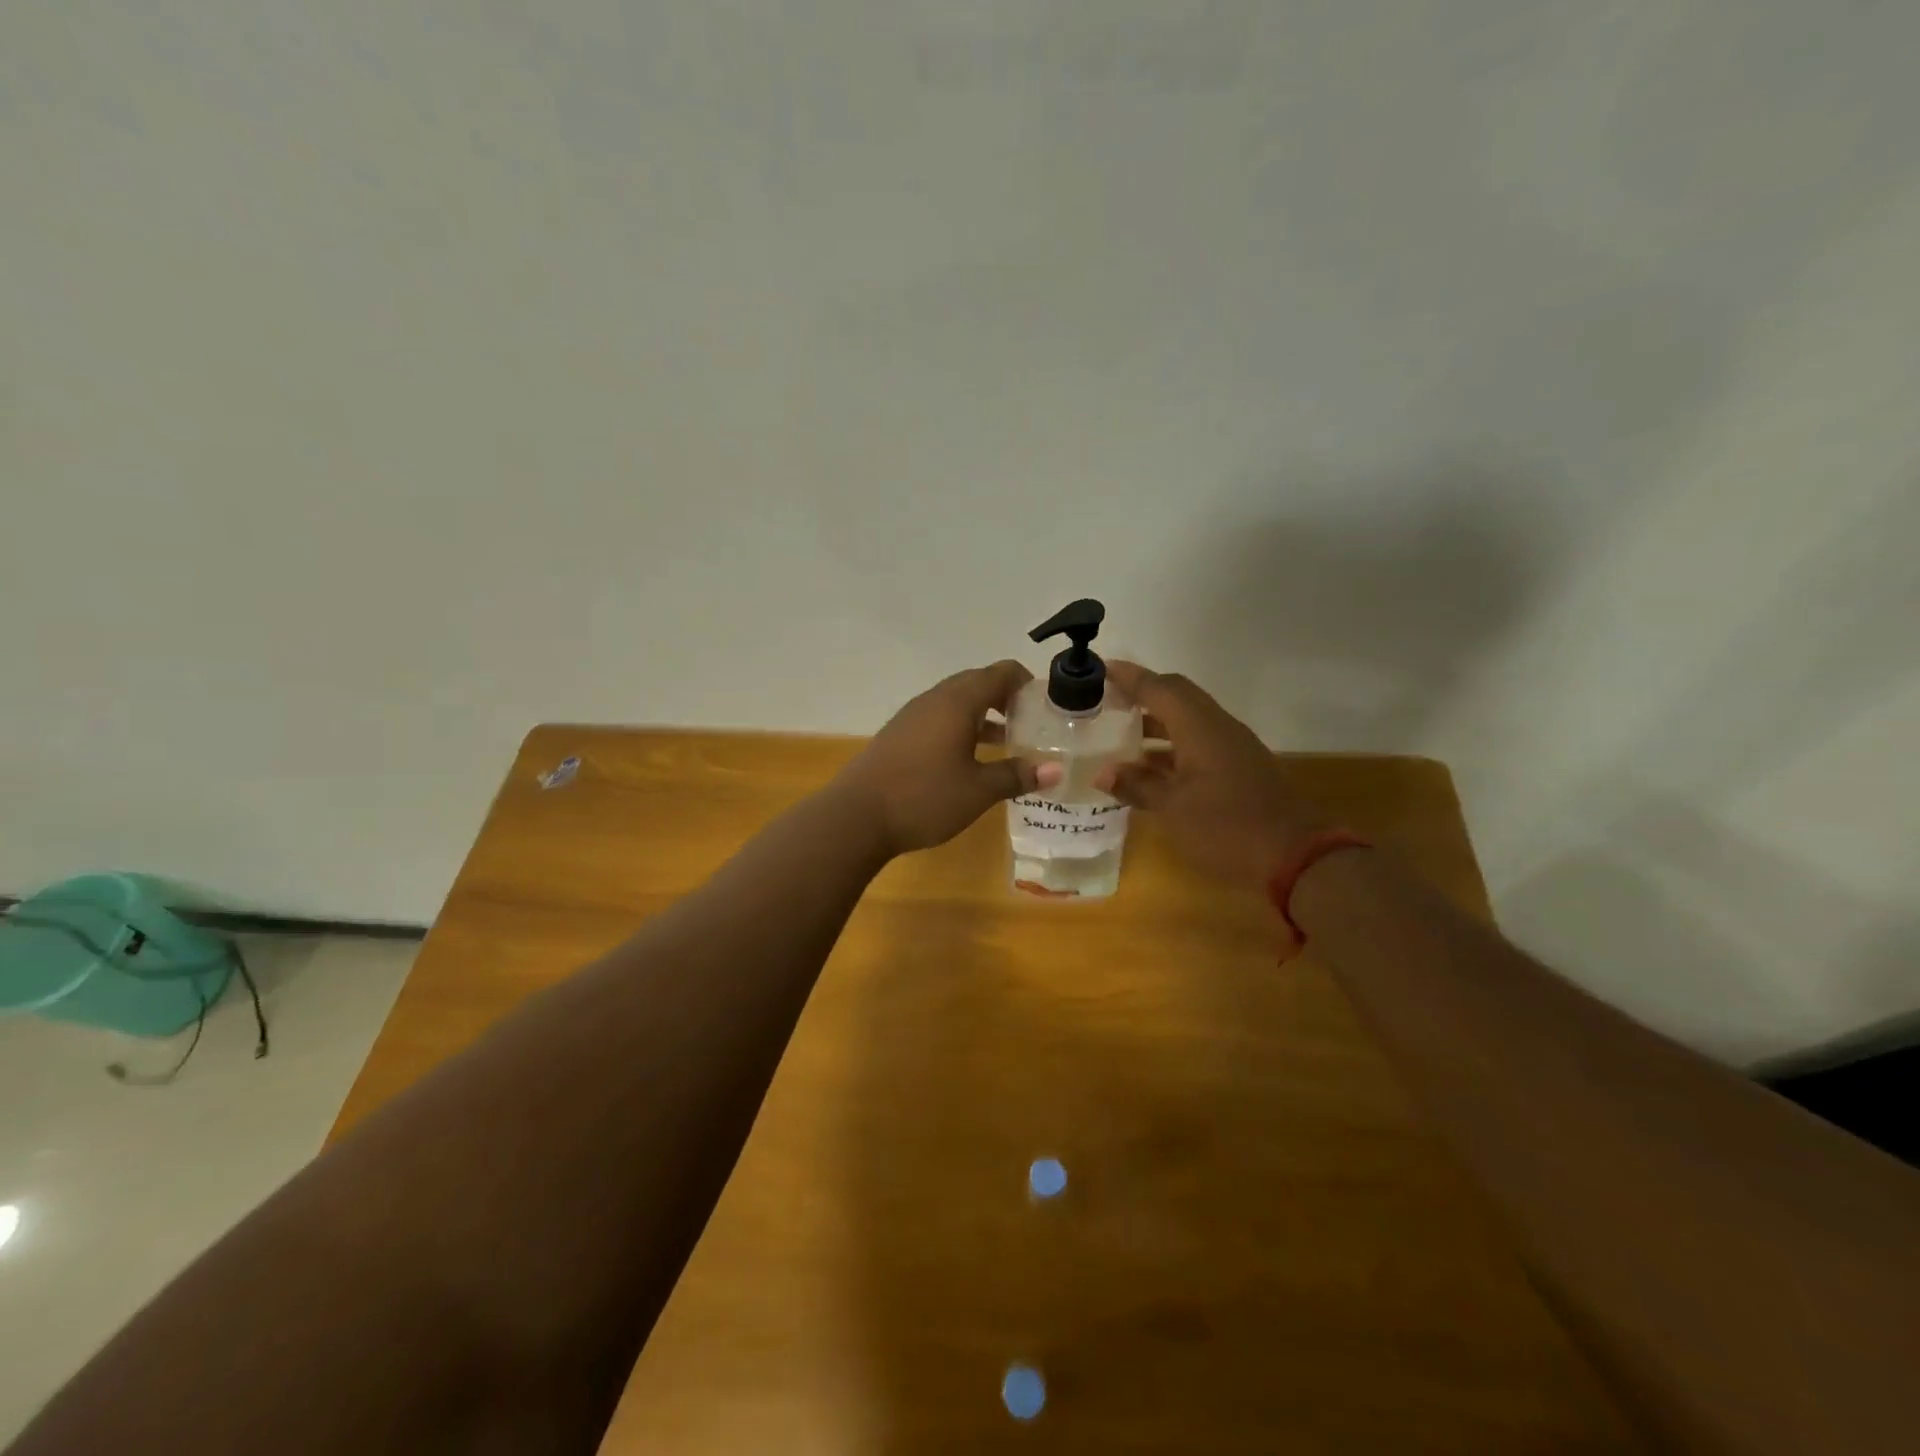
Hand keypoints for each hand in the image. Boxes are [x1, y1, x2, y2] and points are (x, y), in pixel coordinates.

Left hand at [835, 660, 1060, 856]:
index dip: (1026, 683)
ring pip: (957, 702)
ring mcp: (913, 716)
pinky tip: (969, 759)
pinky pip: (939, 718)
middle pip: (978, 683)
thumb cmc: (924, 797)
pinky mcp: (899, 735)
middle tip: (1031, 723)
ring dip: (984, 715)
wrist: (856, 817)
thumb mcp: (978, 790)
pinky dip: (962, 728)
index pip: (1000, 672)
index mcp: (958, 702)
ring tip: (1008, 742)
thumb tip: (1056, 770)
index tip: (1046, 705)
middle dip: (1007, 698)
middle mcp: (935, 699)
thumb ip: (1017, 776)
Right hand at [1096, 661, 1326, 888]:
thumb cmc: (1227, 827)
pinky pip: (1199, 742)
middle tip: (1109, 699)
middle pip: (1178, 696)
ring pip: (1189, 720)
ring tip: (1121, 732)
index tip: (1102, 668)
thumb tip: (1103, 772)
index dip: (1130, 678)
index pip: (1160, 689)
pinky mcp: (1240, 768)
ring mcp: (1233, 747)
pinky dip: (1172, 746)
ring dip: (1157, 722)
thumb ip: (1138, 785)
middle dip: (1143, 694)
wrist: (1296, 856)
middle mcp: (1218, 727)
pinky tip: (1151, 767)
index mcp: (1200, 728)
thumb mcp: (1173, 808)